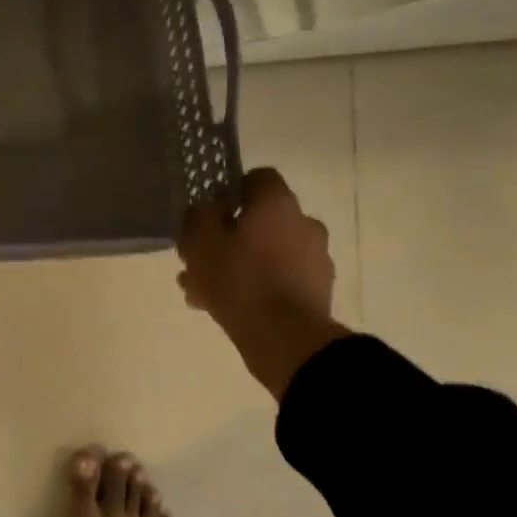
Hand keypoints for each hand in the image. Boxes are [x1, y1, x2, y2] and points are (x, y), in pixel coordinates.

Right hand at [177, 168, 348, 402]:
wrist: (286, 338)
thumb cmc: (239, 280)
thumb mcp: (200, 243)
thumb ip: (199, 217)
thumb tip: (208, 209)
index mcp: (277, 203)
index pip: (257, 178)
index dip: (230, 191)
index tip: (209, 213)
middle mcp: (303, 223)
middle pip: (260, 220)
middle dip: (228, 236)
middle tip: (199, 260)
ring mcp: (315, 258)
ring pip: (266, 252)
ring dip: (238, 264)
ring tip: (203, 291)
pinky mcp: (316, 290)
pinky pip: (279, 279)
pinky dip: (256, 286)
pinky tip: (226, 308)